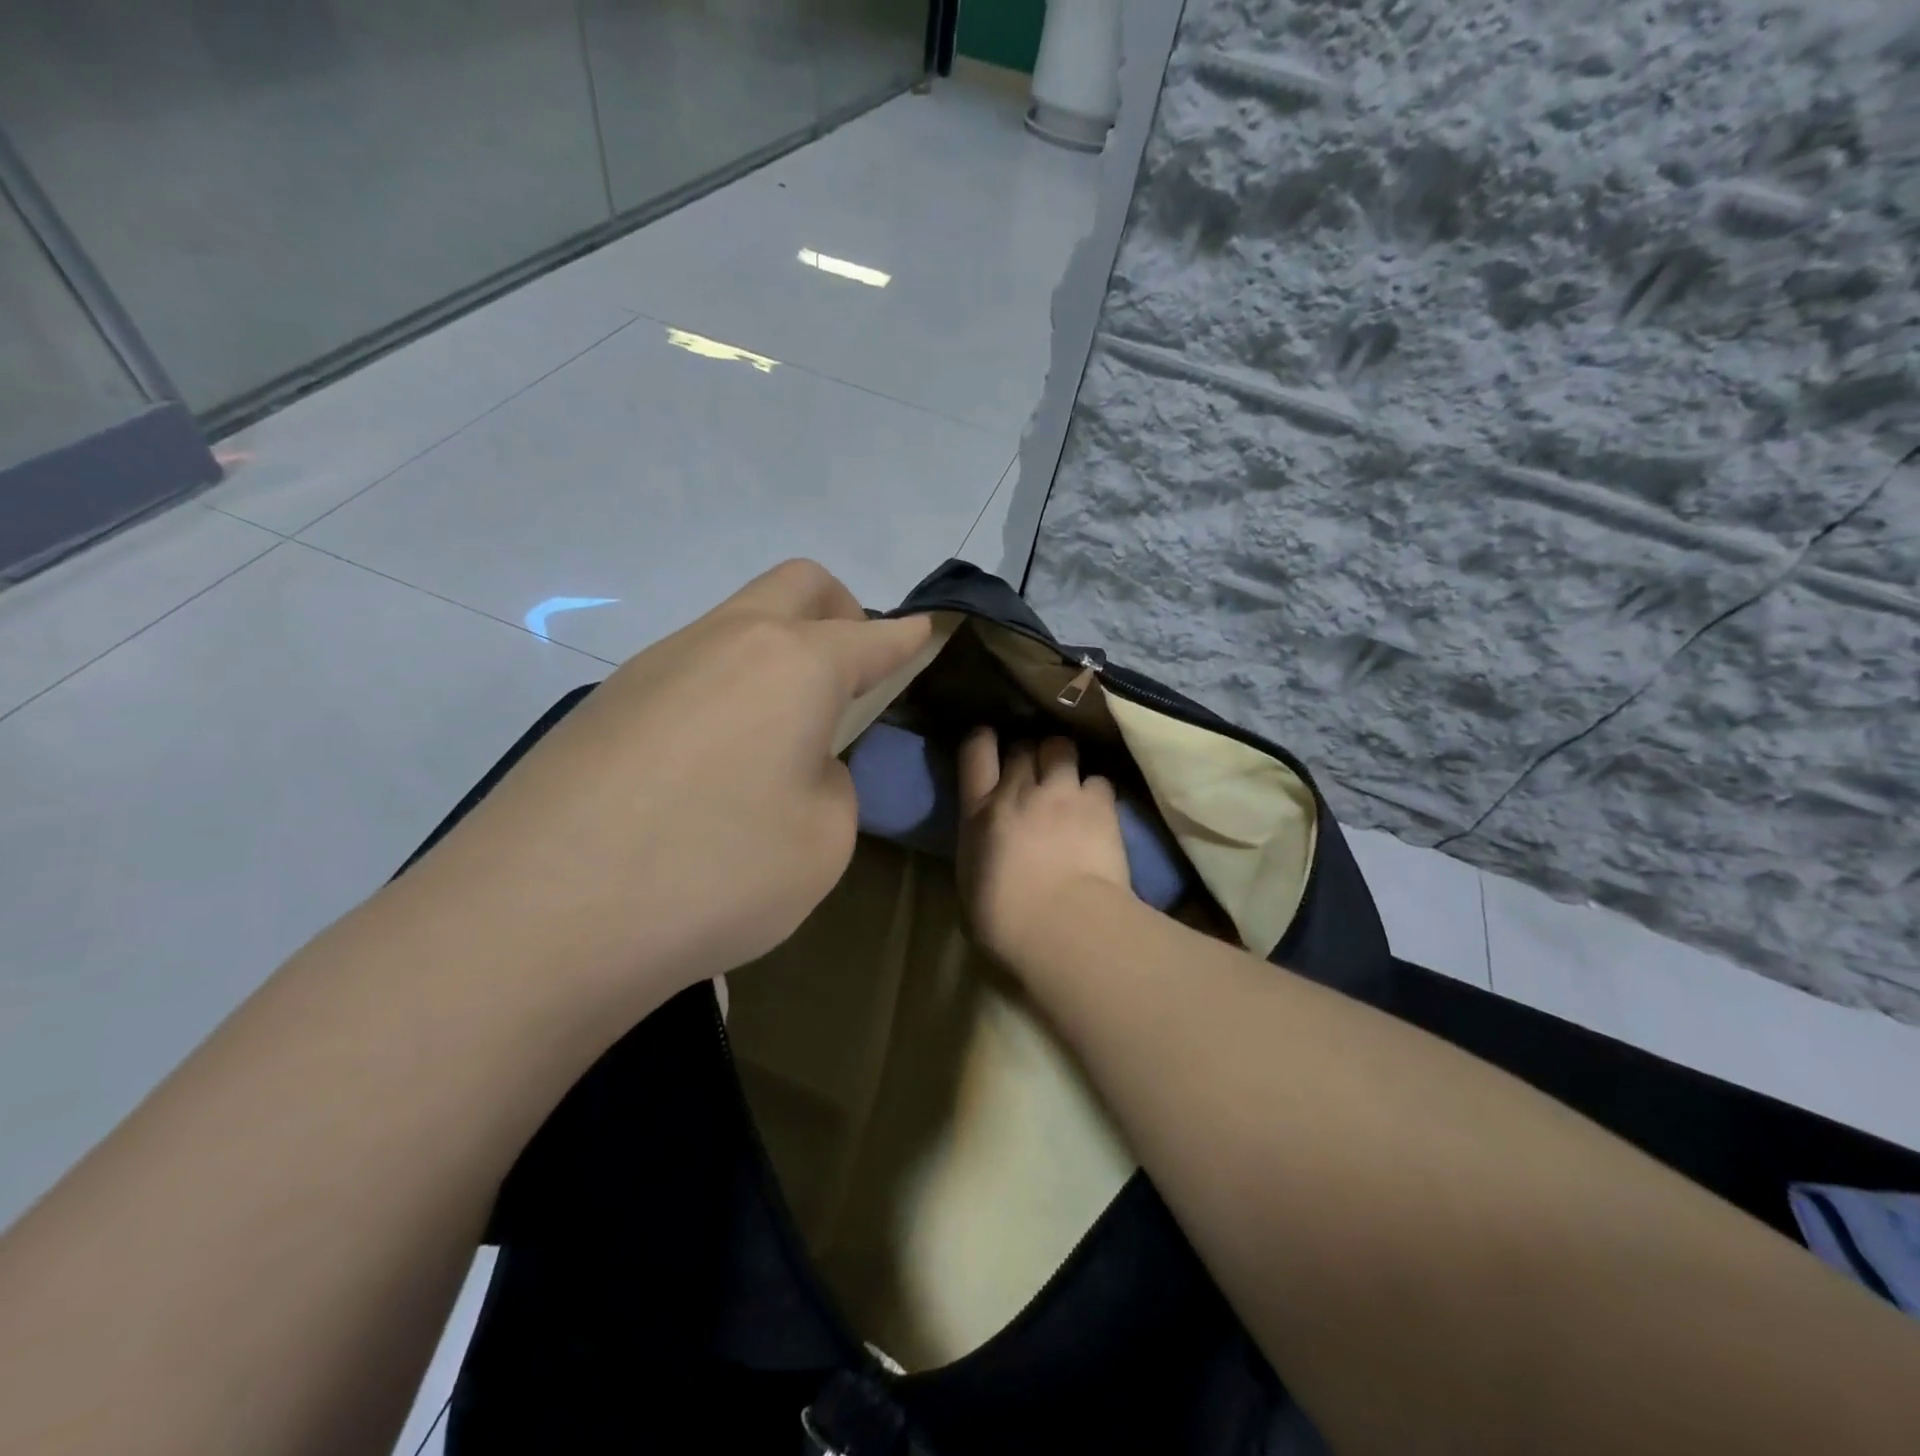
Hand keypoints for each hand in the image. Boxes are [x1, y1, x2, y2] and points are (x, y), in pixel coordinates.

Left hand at [402, 560, 932, 1006]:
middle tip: (855, 676)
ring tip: (779, 739)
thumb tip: (793, 762)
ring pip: (737, 625)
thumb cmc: (715, 873)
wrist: (537, 920)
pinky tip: (711, 769)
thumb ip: (828, 782)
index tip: (930, 632)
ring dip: (777, 656)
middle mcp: (723, 641)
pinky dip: (726, 692)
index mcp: (792, 664)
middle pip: (799, 586)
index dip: (909, 636)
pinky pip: (690, 671)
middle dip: (843, 613)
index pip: (871, 636)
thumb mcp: (823, 839)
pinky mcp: (605, 704)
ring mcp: (655, 665)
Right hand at [956, 728, 1133, 967]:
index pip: (975, 750)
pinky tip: (1098, 806)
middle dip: (1028, 752)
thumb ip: (979, 850)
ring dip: (1062, 758)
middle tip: (1034, 771)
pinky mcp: (1099, 805)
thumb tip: (987, 848)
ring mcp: (1061, 793)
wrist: (1062, 926)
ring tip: (1068, 777)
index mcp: (980, 811)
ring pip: (1061, 747)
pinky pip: (1098, 779)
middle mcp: (1019, 790)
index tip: (988, 741)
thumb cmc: (1004, 921)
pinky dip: (1096, 789)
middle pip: (1023, 745)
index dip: (983, 739)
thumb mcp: (971, 882)